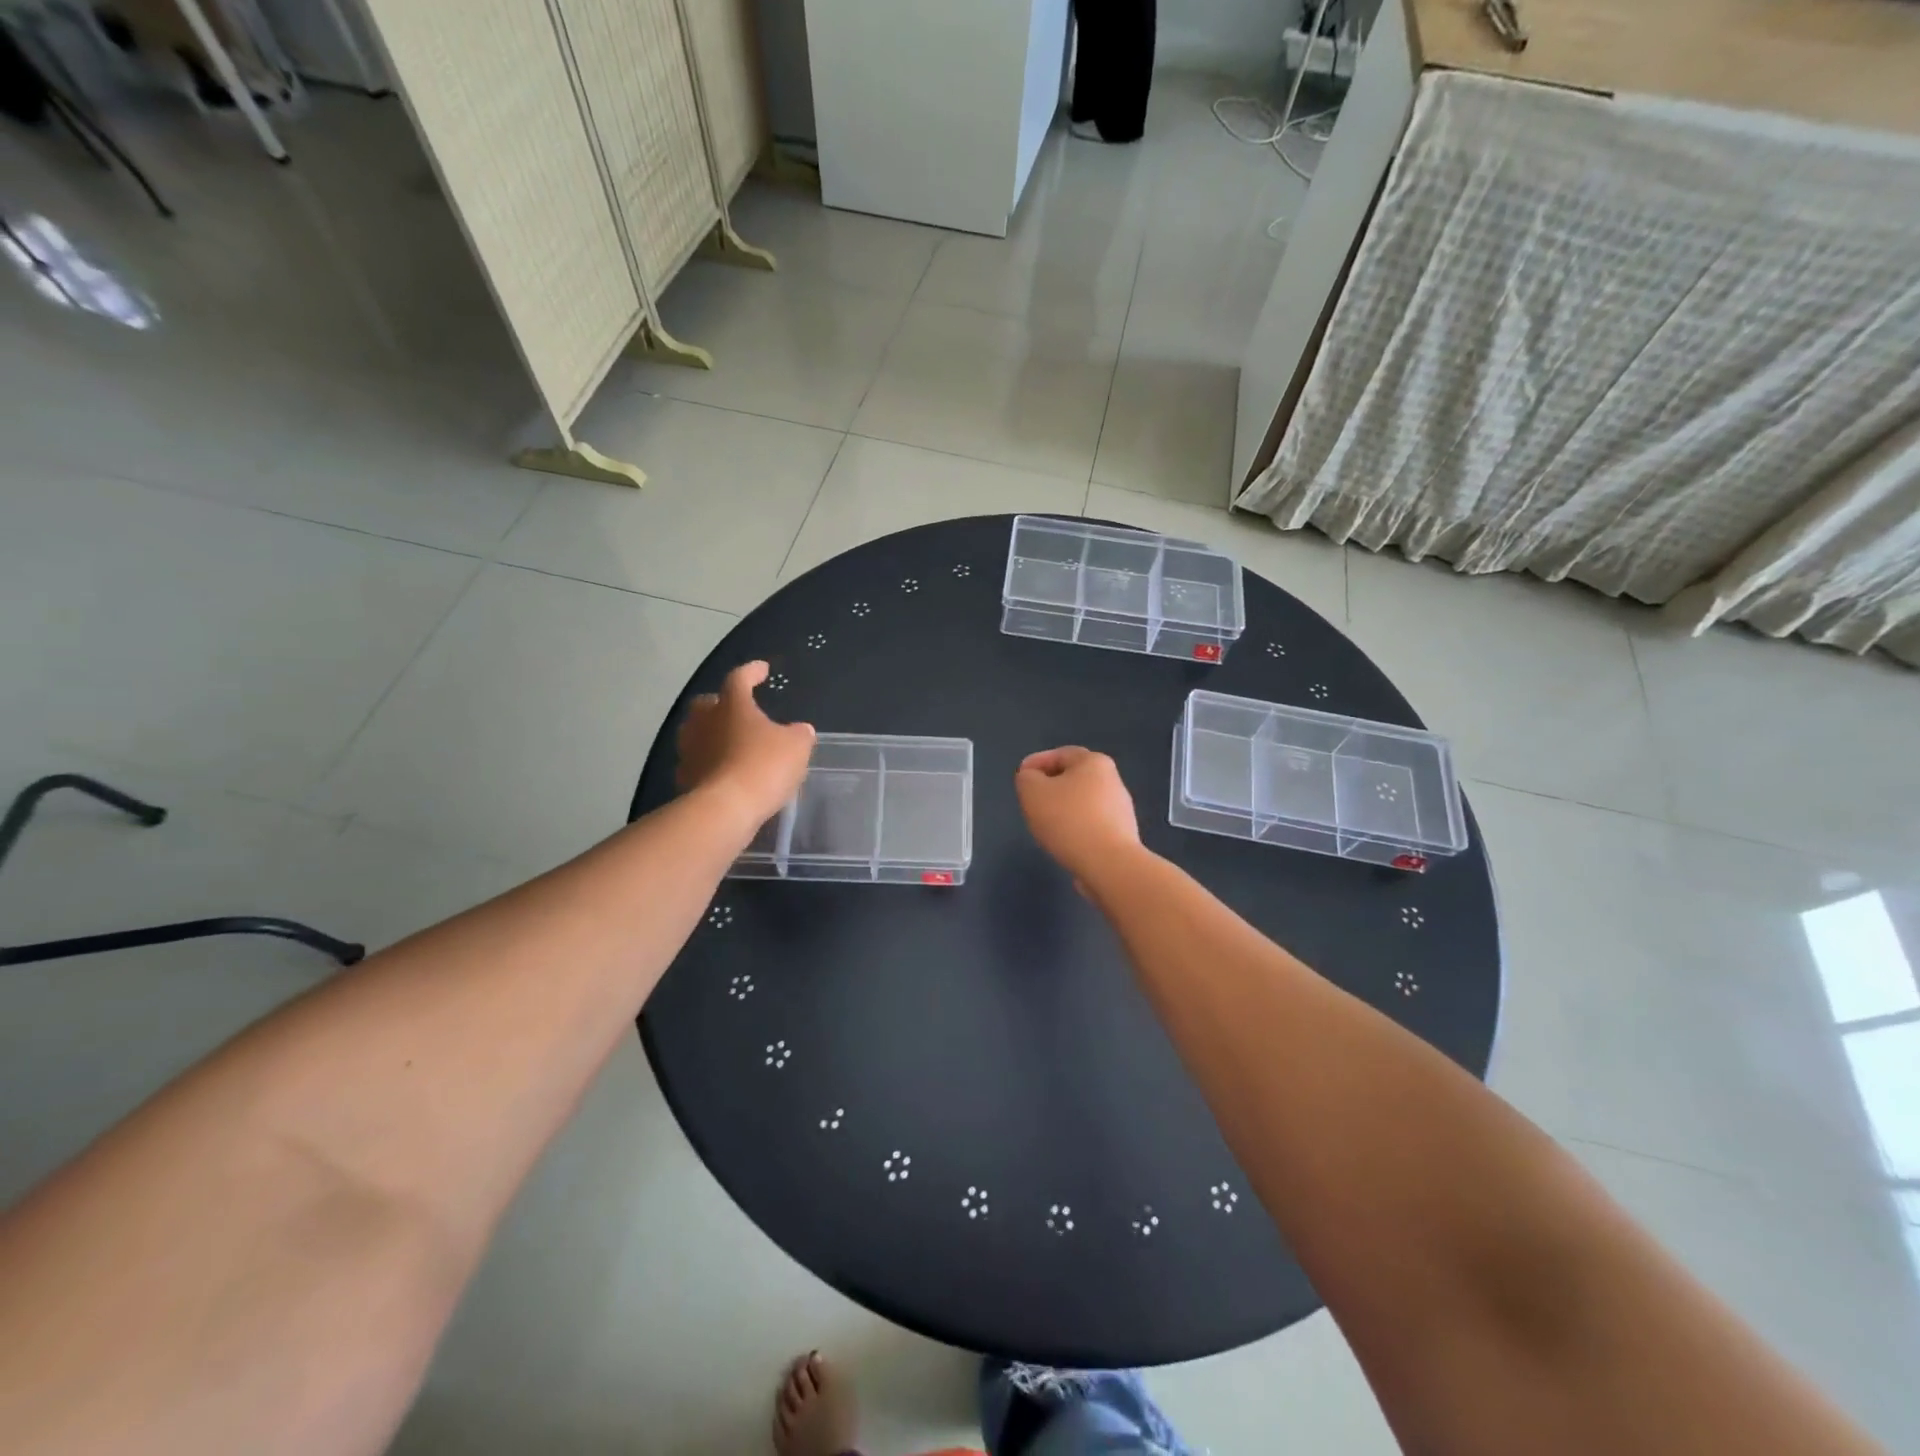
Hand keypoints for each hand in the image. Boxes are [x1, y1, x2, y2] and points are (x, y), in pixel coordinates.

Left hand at [676, 662, 814, 833]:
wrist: (725, 809)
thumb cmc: (763, 766)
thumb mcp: (796, 747)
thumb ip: (799, 734)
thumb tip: (800, 730)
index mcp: (731, 705)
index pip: (739, 678)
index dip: (752, 672)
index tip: (762, 670)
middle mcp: (704, 722)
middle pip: (706, 705)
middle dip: (721, 704)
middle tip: (738, 711)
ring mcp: (690, 751)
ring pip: (698, 735)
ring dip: (713, 736)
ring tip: (733, 745)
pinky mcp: (684, 779)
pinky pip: (698, 764)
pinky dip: (710, 765)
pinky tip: (725, 774)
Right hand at [1014, 747, 1142, 883]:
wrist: (1108, 864)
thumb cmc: (1068, 820)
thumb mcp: (1032, 791)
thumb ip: (1027, 778)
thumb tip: (1033, 779)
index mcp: (1094, 762)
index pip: (1060, 754)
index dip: (1036, 762)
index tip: (1020, 778)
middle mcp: (1112, 780)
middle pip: (1074, 777)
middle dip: (1050, 786)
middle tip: (1030, 801)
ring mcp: (1120, 809)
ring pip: (1082, 802)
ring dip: (1063, 809)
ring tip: (1044, 824)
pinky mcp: (1122, 835)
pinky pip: (1091, 824)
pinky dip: (1075, 827)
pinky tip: (1064, 841)